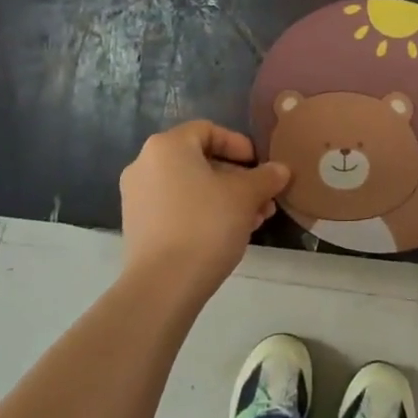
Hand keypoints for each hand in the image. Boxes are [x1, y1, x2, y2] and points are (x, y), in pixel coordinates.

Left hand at [118, 121, 290, 300]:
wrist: (162, 286)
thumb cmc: (205, 225)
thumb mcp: (245, 197)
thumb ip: (265, 177)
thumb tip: (281, 170)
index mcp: (167, 146)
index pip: (208, 130)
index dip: (239, 144)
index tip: (259, 165)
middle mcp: (145, 164)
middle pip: (200, 160)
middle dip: (237, 178)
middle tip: (263, 198)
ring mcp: (137, 196)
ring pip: (190, 186)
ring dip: (224, 198)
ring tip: (254, 220)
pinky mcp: (137, 226)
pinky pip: (176, 207)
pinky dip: (203, 213)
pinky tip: (228, 234)